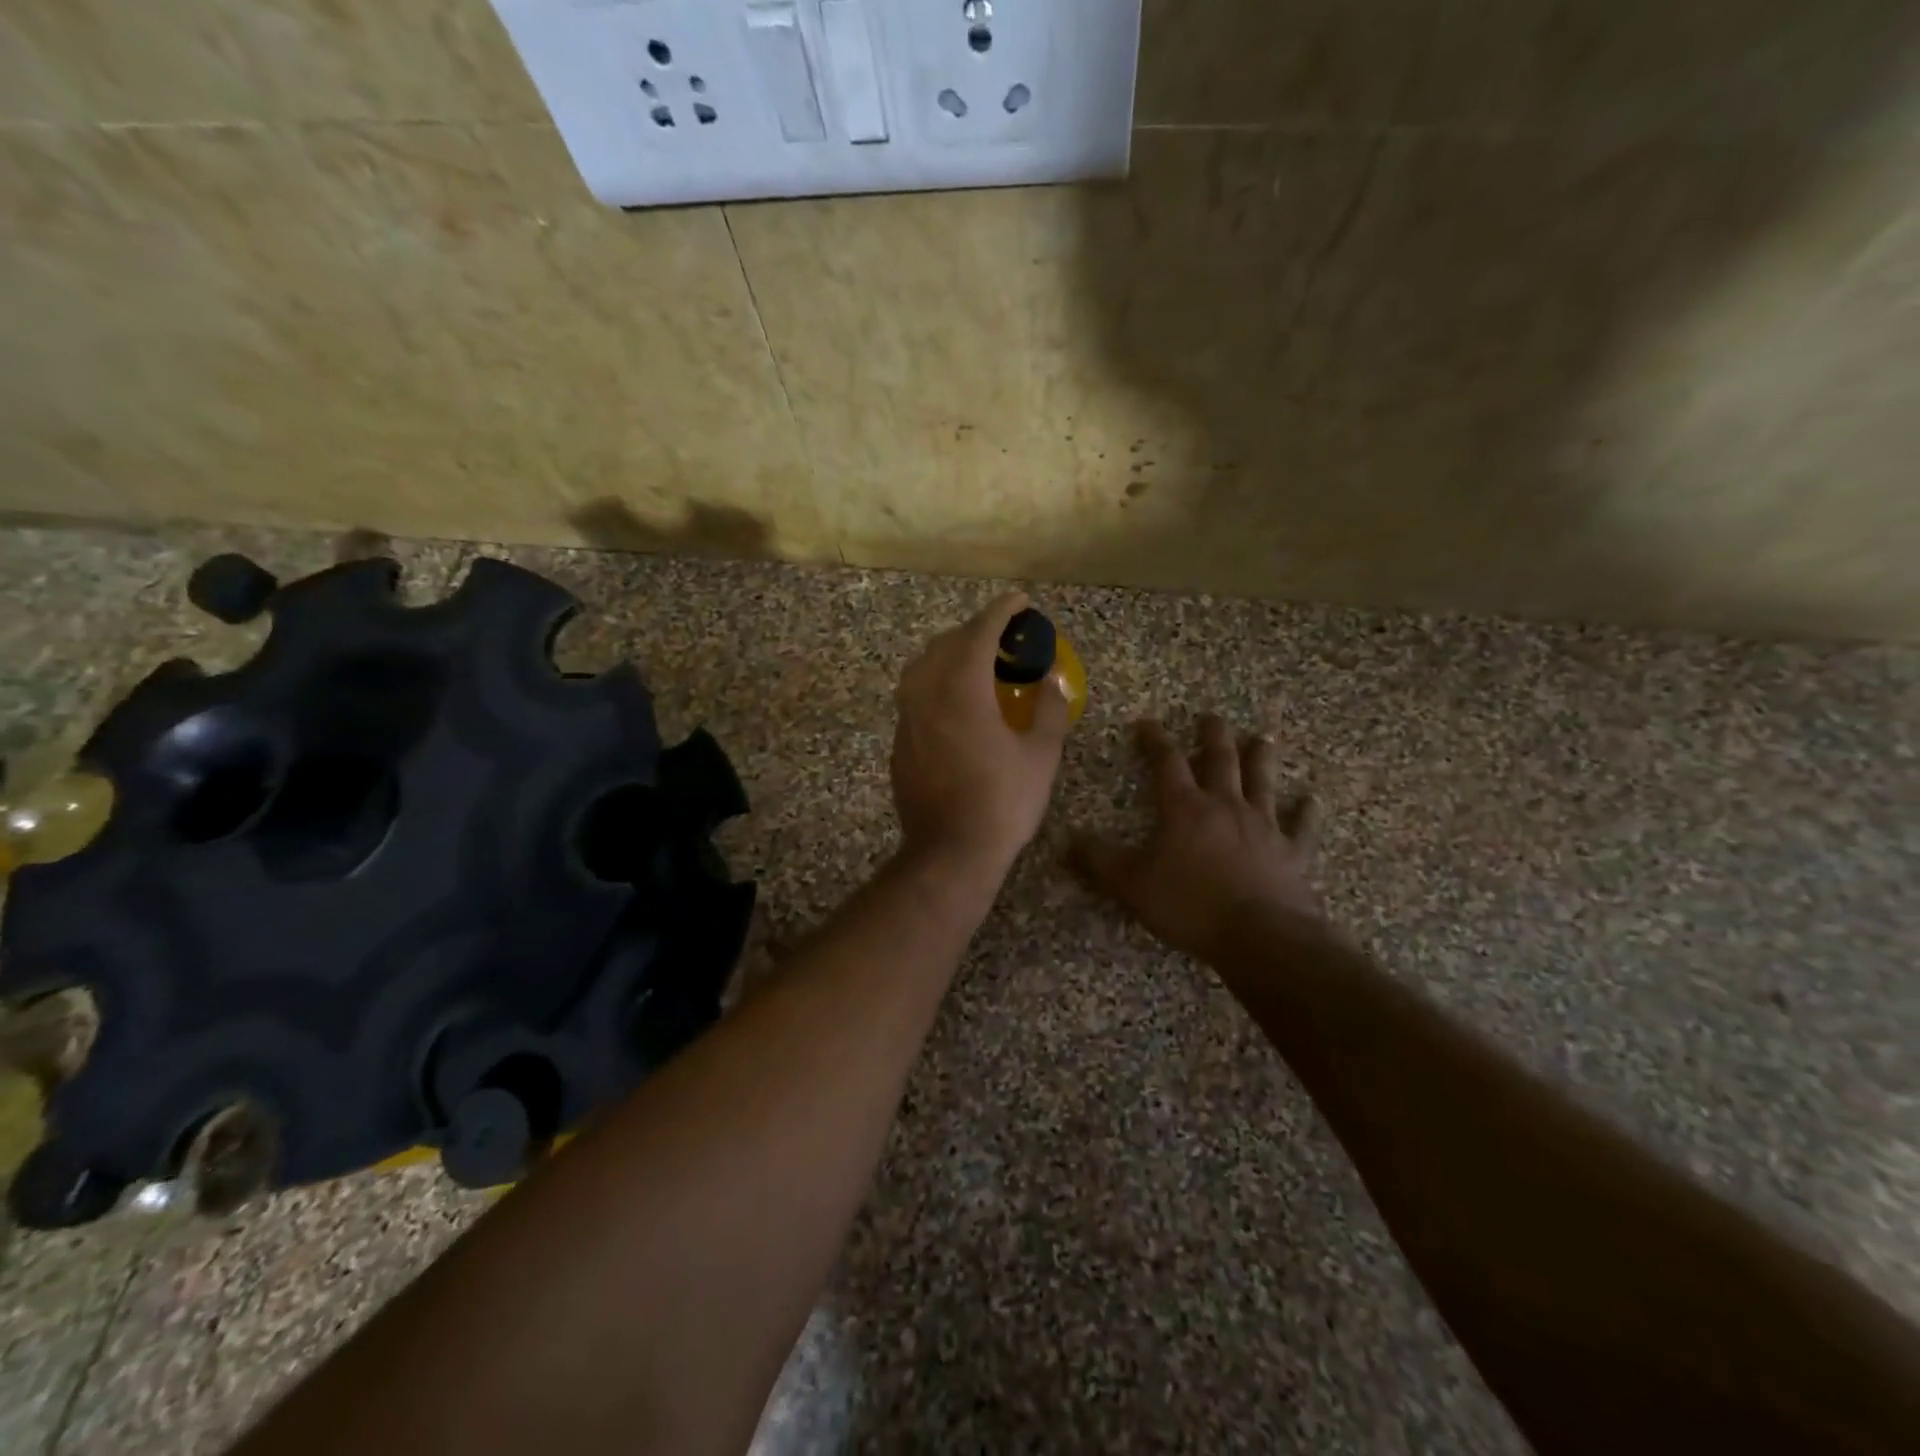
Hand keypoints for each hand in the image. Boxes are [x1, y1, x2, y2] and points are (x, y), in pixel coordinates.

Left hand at [891, 593, 1071, 879]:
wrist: (949, 852)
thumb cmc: (1002, 802)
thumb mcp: (1040, 755)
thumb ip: (1048, 708)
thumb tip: (1051, 680)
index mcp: (961, 689)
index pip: (979, 633)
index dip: (1001, 612)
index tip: (1019, 600)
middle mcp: (926, 694)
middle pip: (946, 644)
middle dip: (976, 631)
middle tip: (1005, 636)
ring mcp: (907, 719)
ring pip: (923, 667)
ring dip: (951, 654)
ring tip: (978, 663)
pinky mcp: (899, 742)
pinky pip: (915, 695)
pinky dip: (937, 683)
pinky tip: (957, 703)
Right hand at [1072, 716, 1323, 960]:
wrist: (1262, 937)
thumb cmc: (1191, 906)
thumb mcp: (1132, 885)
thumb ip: (1099, 861)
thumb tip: (1068, 840)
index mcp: (1185, 809)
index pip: (1166, 763)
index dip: (1155, 740)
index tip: (1147, 722)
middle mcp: (1226, 806)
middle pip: (1220, 760)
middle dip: (1213, 736)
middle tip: (1212, 716)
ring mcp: (1264, 826)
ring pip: (1262, 782)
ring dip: (1261, 758)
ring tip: (1262, 738)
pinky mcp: (1293, 852)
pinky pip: (1302, 826)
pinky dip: (1307, 812)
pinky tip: (1312, 800)